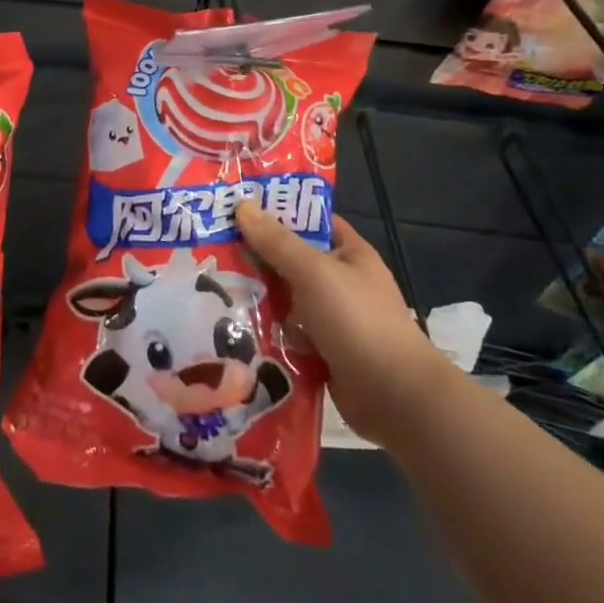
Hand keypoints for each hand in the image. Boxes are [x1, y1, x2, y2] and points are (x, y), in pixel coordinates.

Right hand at [235, 202, 453, 449]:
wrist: (393, 396)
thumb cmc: (357, 320)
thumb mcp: (314, 271)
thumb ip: (277, 242)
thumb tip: (242, 206)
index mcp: (349, 253)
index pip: (310, 221)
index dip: (277, 211)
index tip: (236, 207)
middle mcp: (340, 282)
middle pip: (290, 260)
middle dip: (255, 257)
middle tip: (211, 248)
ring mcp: (330, 318)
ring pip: (284, 298)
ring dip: (255, 296)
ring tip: (210, 286)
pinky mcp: (320, 351)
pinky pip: (284, 332)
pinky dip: (264, 330)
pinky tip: (230, 324)